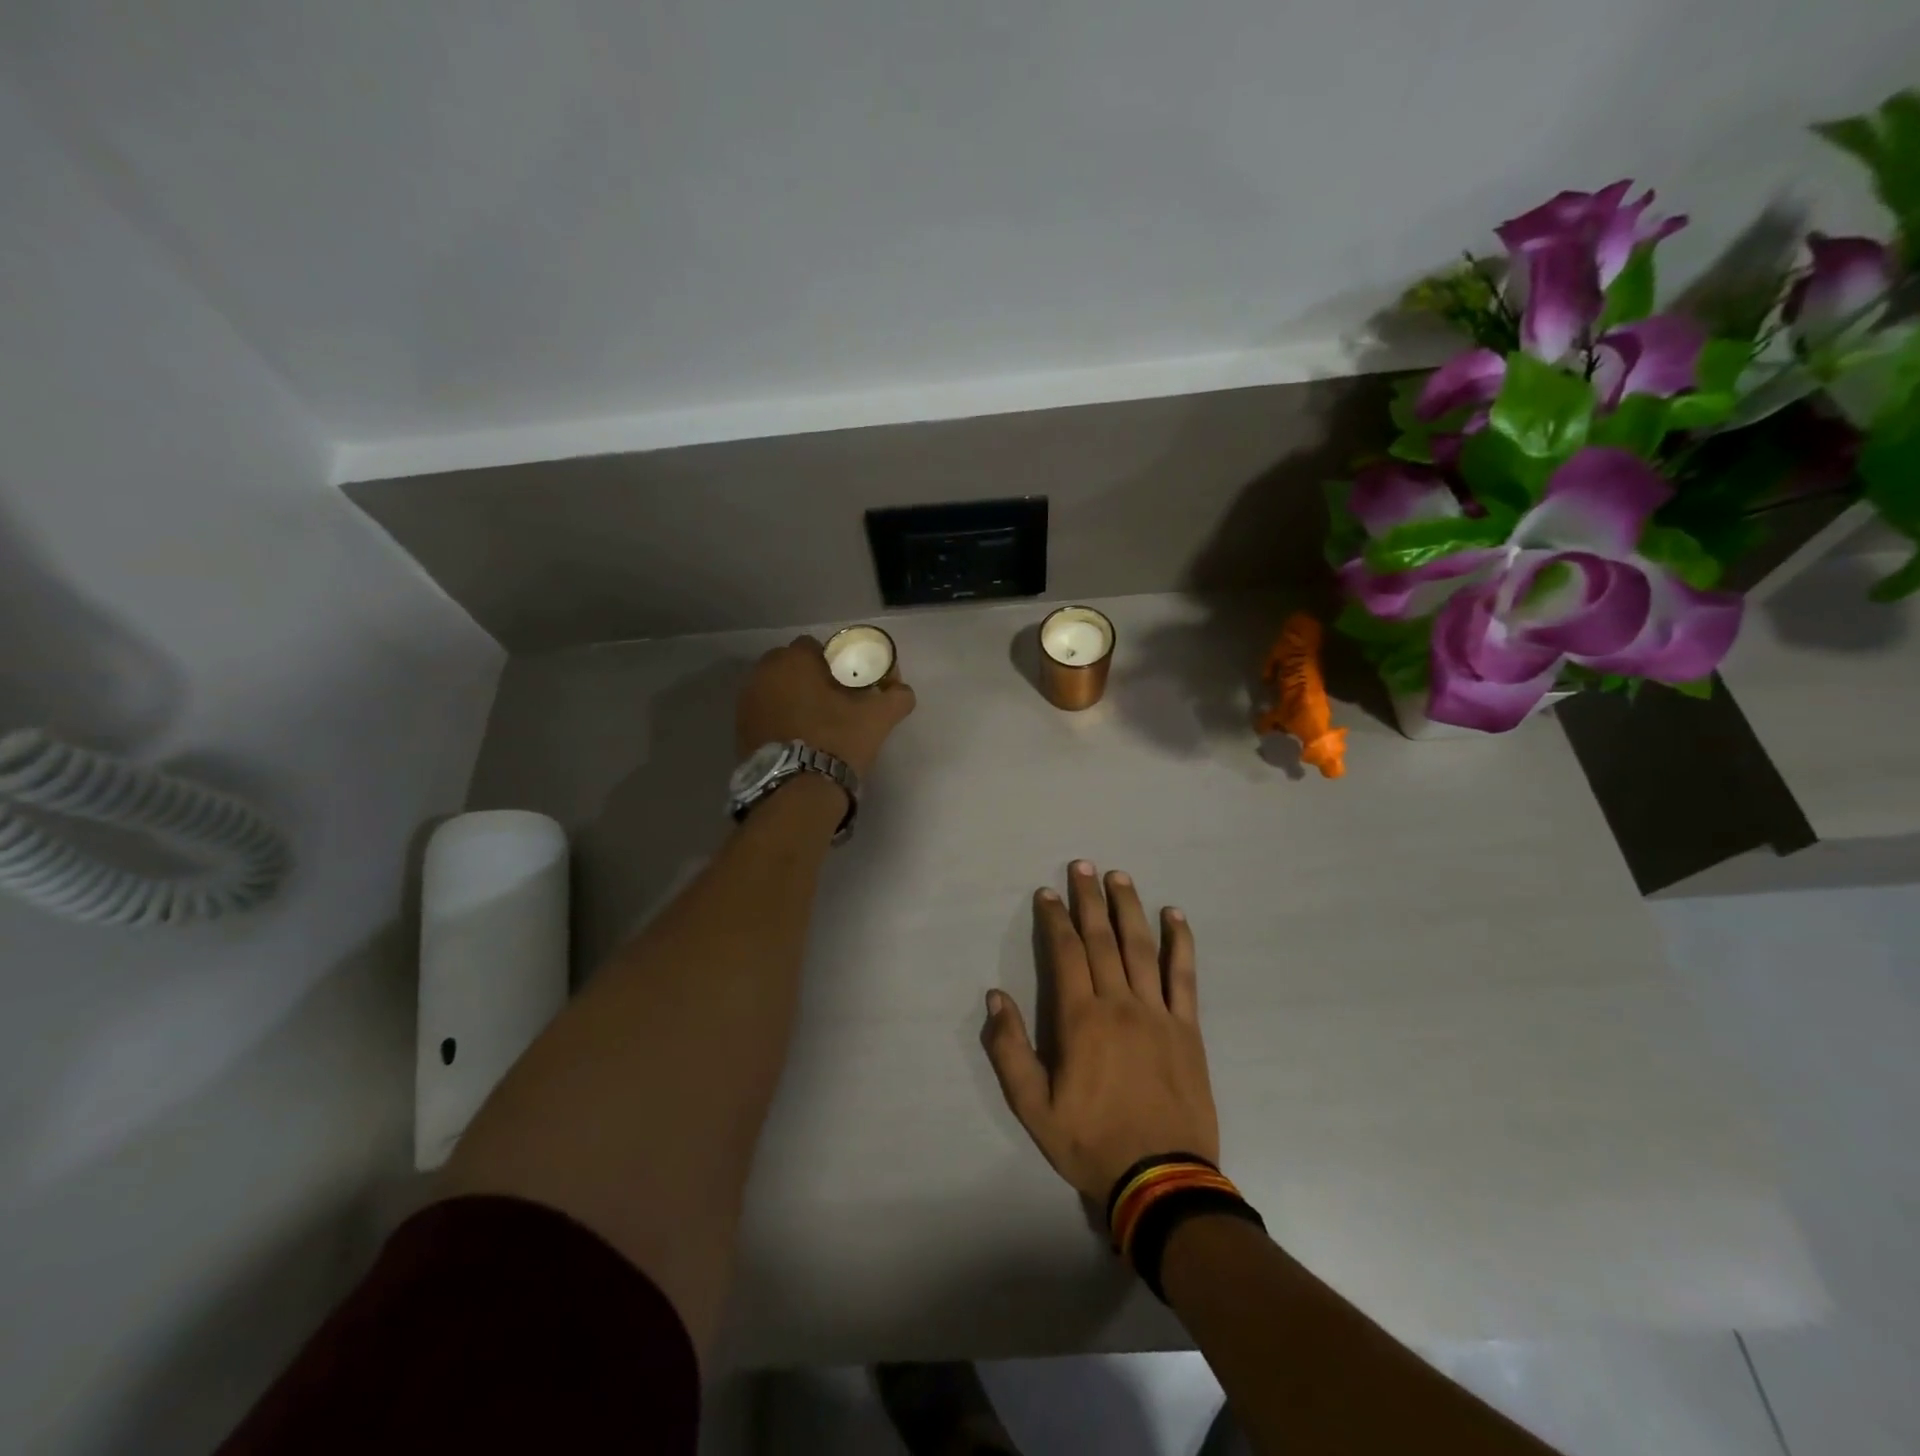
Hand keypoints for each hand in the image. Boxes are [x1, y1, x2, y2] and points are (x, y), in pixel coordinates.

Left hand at [737, 635, 915, 777]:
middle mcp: (763, 673)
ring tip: (815, 723)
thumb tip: (902, 690)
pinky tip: (797, 739)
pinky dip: (778, 719)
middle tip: (832, 704)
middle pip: (791, 666)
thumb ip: (897, 696)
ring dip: (792, 698)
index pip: (815, 647)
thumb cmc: (838, 741)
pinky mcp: (739, 729)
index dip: (833, 663)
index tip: (847, 684)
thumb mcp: (878, 718)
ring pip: (775, 689)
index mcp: (794, 660)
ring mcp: (746, 702)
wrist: (798, 792)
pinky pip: (763, 713)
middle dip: (808, 678)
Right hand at [983, 862, 1218, 1201]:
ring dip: (1129, 908)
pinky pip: (1183, 975)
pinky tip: (1174, 916)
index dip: (1054, 919)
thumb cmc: (1091, 1142)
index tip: (1046, 894)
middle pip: (1102, 939)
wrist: (1161, 1179)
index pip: (1066, 953)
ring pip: (1141, 947)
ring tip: (1119, 877)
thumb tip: (996, 998)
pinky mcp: (1187, 1028)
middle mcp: (1120, 1003)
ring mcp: (1158, 1013)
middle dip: (1089, 899)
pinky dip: (1179, 942)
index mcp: (1081, 1020)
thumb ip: (1010, 1051)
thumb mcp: (1034, 1108)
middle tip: (1082, 865)